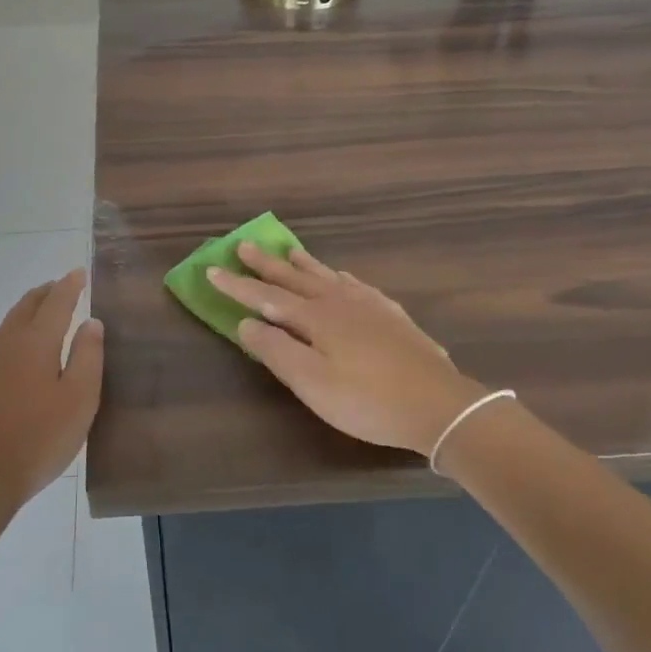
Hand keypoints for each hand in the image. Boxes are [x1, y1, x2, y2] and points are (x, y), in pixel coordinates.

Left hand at [0, 269, 103, 519]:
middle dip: (46, 293)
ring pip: (9, 324)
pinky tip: (18, 351)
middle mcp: (6, 343)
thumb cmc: (38, 438)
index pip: (56, 302)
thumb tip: (91, 322)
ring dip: (28, 311)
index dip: (70, 285)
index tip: (80, 273)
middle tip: (62, 287)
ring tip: (42, 312)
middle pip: (26, 306)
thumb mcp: (79, 399)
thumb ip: (87, 356)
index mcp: (35, 342)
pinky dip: (14, 333)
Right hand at [208, 244, 483, 456]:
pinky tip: (342, 277)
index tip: (212, 269)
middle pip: (294, 279)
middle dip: (266, 264)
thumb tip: (246, 322)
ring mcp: (369, 306)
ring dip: (302, 264)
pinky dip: (340, 277)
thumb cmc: (367, 400)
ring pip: (327, 276)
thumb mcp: (312, 383)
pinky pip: (357, 285)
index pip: (266, 297)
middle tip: (244, 245)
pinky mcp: (391, 316)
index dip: (236, 286)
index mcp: (315, 317)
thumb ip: (276, 350)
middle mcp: (339, 302)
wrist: (438, 405)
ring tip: (288, 251)